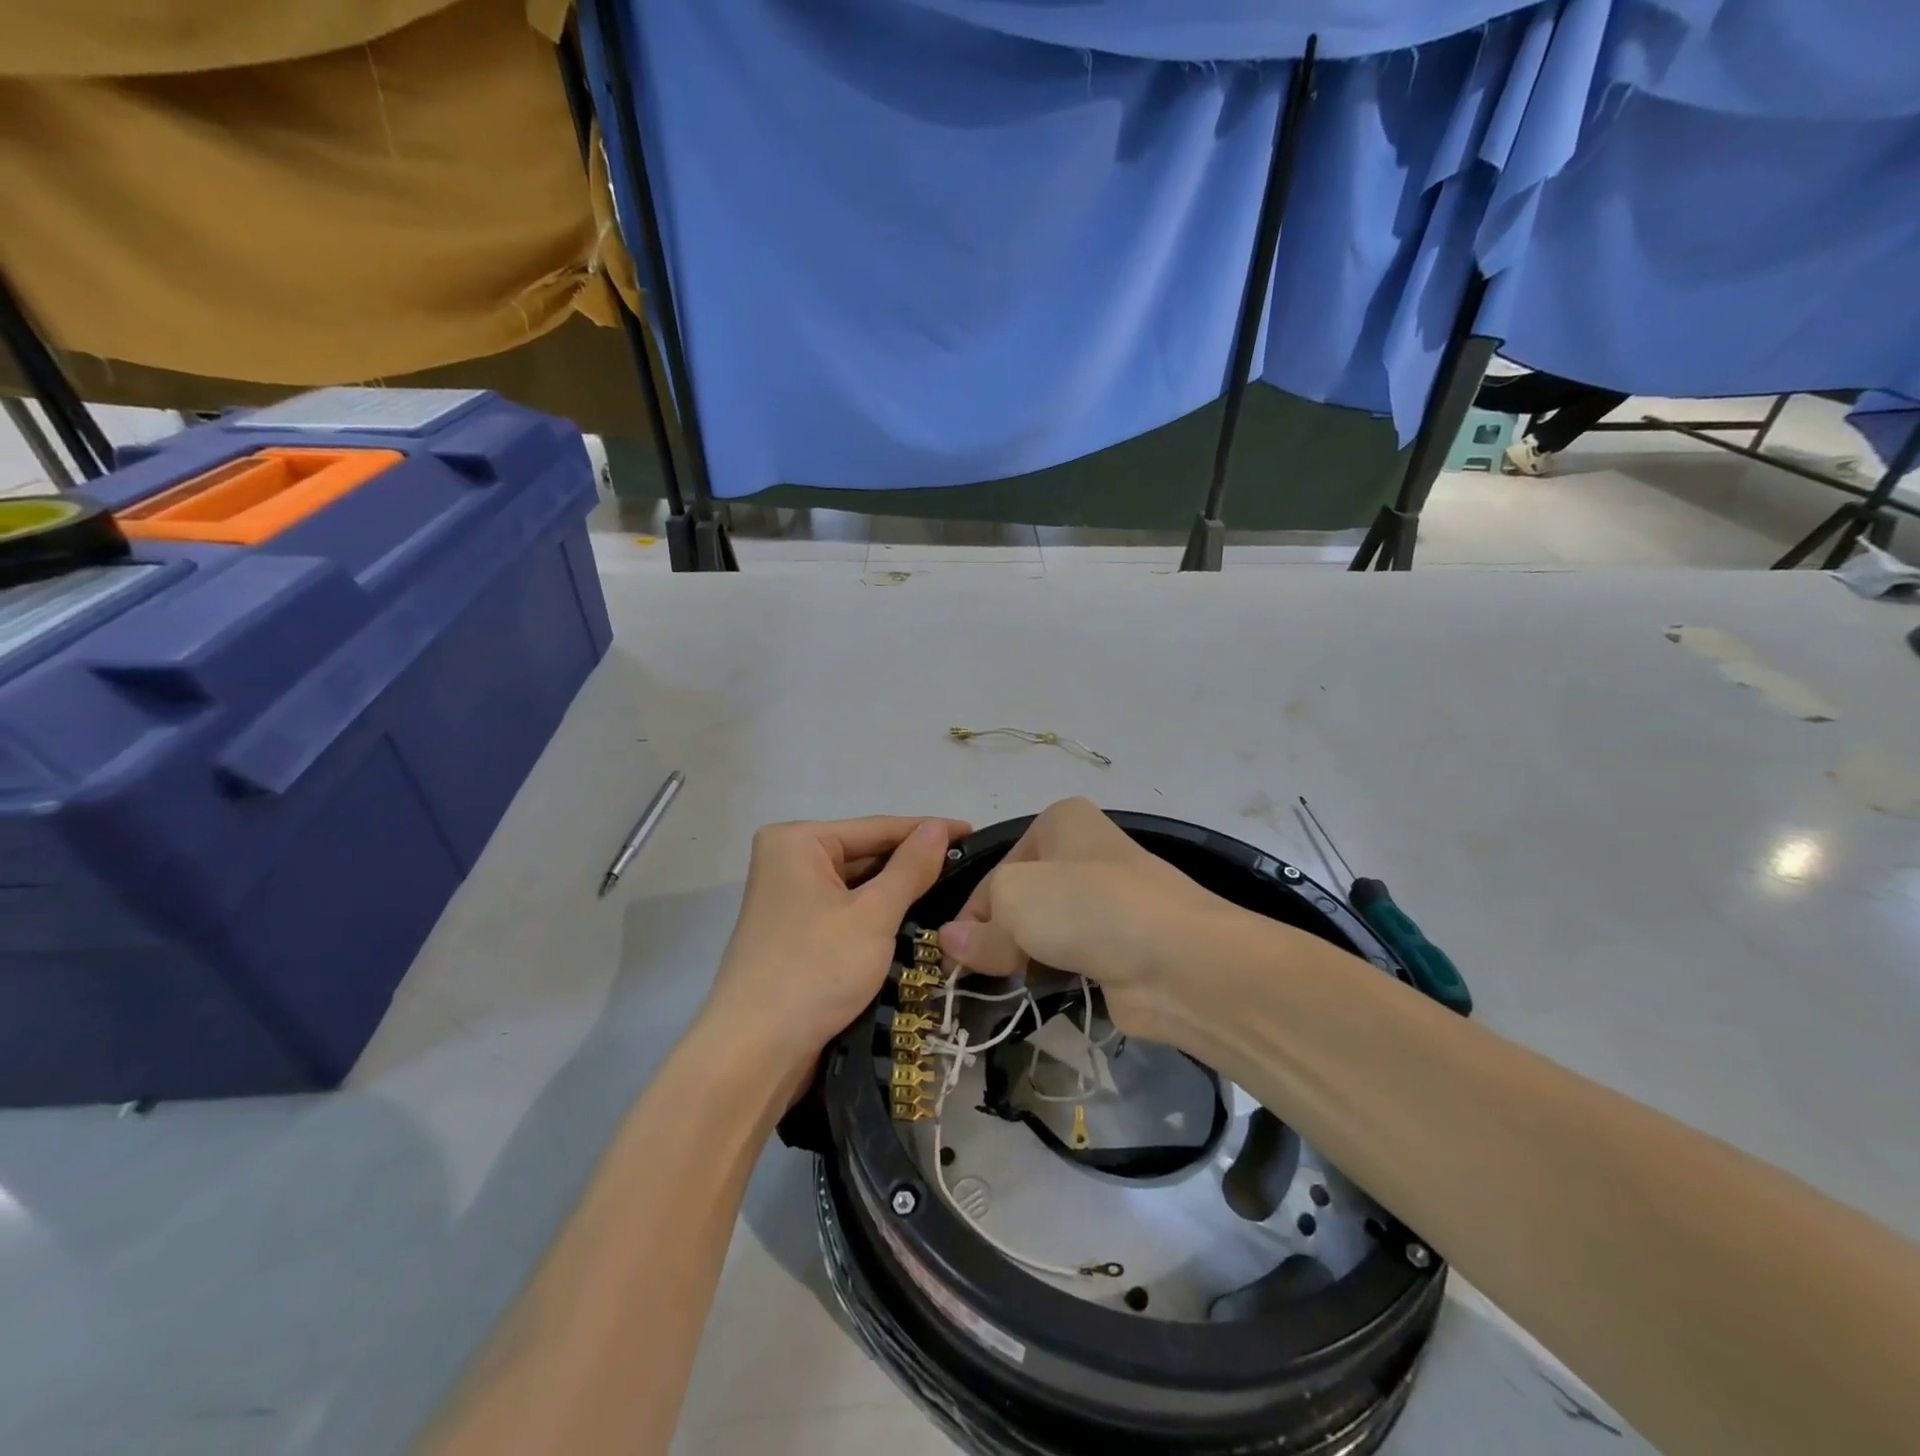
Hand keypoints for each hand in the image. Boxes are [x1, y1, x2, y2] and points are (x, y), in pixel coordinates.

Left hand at [704, 816, 970, 1086]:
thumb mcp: (873, 916)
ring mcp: (789, 898)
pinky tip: (914, 919)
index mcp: (797, 841)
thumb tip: (938, 828)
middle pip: (864, 854)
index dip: (928, 830)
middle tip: (970, 868)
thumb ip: (910, 868)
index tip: (973, 832)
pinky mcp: (795, 932)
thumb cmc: (815, 970)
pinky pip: (846, 910)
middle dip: (912, 863)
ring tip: (954, 890)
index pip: (876, 828)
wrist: (754, 1053)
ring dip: (897, 891)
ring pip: (857, 885)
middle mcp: (788, 860)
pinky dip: (877, 914)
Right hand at [936, 797, 1239, 1041]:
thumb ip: (979, 928)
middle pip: (1019, 899)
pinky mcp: (1121, 945)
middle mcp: (1084, 853)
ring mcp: (1107, 901)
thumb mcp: (1014, 903)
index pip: (996, 870)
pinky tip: (1043, 992)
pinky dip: (1055, 973)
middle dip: (998, 935)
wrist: (1179, 960)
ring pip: (1045, 929)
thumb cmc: (1086, 907)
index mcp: (1060, 822)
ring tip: (1009, 985)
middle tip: (979, 974)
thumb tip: (951, 943)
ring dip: (1025, 956)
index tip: (954, 956)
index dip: (971, 914)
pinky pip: (1072, 957)